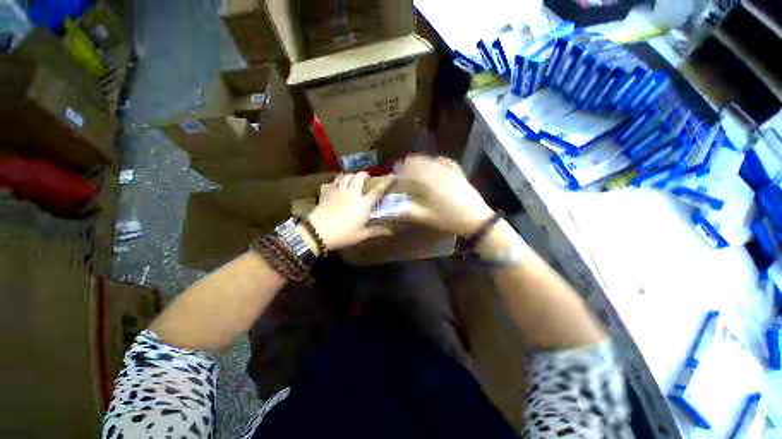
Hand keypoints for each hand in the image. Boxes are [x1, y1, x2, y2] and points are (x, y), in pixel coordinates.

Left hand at [305, 172, 394, 251]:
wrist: (318, 231)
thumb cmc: (343, 234)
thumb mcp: (361, 235)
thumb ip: (376, 231)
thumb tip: (390, 232)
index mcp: (363, 204)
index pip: (378, 190)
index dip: (386, 182)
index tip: (392, 176)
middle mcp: (353, 193)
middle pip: (360, 177)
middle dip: (365, 175)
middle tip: (366, 178)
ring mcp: (339, 191)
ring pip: (347, 176)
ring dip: (352, 175)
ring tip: (353, 179)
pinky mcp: (328, 192)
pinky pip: (335, 181)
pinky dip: (339, 179)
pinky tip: (339, 182)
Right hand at [394, 155, 493, 235]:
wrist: (476, 219)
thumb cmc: (448, 219)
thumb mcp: (426, 217)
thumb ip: (407, 211)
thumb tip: (391, 208)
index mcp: (428, 182)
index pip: (408, 172)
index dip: (399, 174)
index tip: (393, 176)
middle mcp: (437, 172)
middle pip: (418, 162)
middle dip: (407, 165)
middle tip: (401, 170)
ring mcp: (449, 171)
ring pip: (430, 160)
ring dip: (420, 161)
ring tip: (413, 165)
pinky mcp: (458, 172)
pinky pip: (445, 161)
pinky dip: (436, 160)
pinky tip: (434, 162)